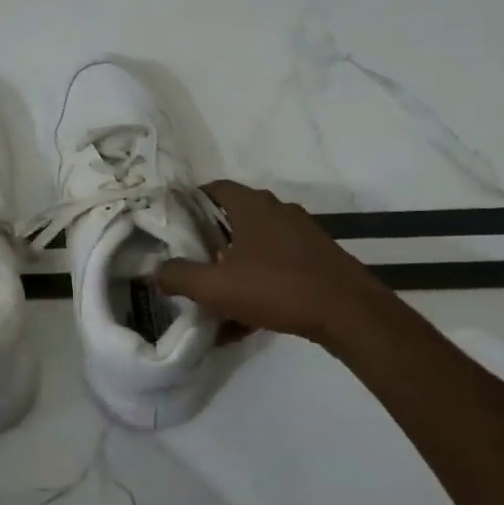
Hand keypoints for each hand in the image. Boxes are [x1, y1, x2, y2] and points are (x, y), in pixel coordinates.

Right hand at [156, 180, 388, 352]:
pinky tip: (248, 316)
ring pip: (257, 243)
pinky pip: (277, 264)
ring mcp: (302, 234)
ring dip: (235, 262)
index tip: (173, 221)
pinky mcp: (317, 258)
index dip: (191, 201)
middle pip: (235, 216)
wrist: (348, 313)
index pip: (215, 188)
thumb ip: (179, 276)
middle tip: (190, 257)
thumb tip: (155, 272)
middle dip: (211, 237)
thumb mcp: (216, 287)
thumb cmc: (277, 288)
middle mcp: (278, 210)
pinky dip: (258, 280)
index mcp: (252, 206)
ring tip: (217, 289)